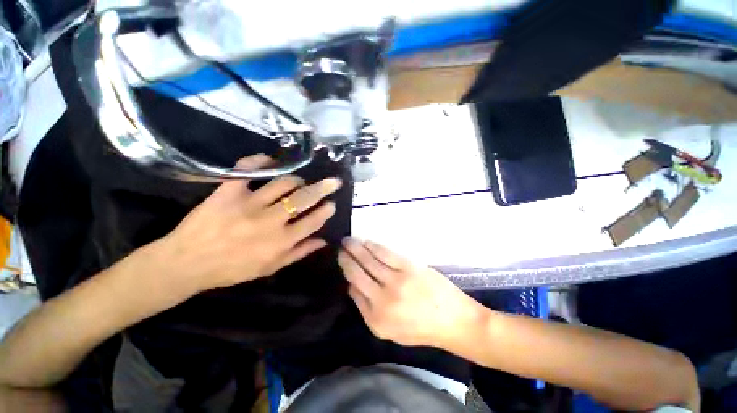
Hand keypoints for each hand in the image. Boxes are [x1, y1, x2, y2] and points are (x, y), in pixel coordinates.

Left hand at [158, 154, 341, 296]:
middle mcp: (270, 220)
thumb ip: (299, 253)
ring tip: (299, 181)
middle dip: (323, 188)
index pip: (313, 221)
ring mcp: (249, 203)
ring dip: (296, 180)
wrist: (187, 263)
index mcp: (281, 241)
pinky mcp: (229, 191)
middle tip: (333, 182)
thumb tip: (323, 241)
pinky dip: (260, 161)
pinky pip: (247, 169)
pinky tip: (270, 161)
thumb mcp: (271, 268)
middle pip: (303, 199)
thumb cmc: (232, 269)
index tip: (332, 203)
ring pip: (283, 183)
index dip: (326, 211)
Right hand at [339, 238, 485, 347]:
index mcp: (376, 320)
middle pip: (357, 273)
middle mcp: (382, 301)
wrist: (454, 321)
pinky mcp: (408, 268)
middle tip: (340, 248)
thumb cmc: (421, 328)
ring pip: (368, 261)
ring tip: (348, 241)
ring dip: (356, 249)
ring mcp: (395, 282)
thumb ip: (367, 310)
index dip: (346, 274)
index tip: (343, 262)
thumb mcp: (390, 331)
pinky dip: (373, 247)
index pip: (353, 291)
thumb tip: (352, 285)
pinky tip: (366, 242)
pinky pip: (384, 254)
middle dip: (346, 258)